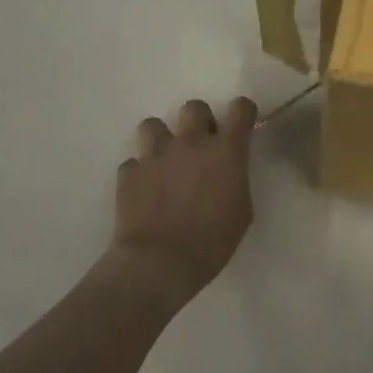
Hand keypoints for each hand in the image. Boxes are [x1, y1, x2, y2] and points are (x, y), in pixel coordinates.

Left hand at [111, 96, 256, 310]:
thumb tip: (228, 172)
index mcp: (225, 150)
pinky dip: (140, 173)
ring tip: (164, 162)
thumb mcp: (242, 211)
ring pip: (153, 125)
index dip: (242, 112)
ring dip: (161, 139)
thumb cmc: (212, 243)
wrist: (159, 265)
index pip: (240, 109)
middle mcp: (191, 142)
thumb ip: (236, 180)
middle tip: (199, 146)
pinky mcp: (129, 172)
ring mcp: (156, 154)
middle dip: (198, 122)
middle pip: (194, 107)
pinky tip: (144, 192)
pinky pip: (133, 162)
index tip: (241, 123)